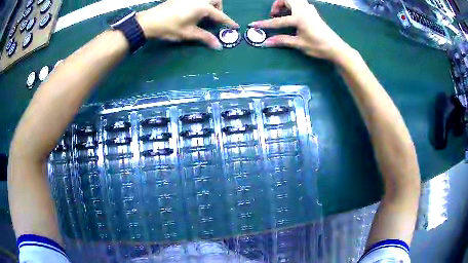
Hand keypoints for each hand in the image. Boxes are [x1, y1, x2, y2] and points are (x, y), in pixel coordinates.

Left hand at [136, 0, 238, 49]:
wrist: (149, 21)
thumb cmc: (170, 28)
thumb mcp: (188, 33)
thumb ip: (205, 37)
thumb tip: (219, 46)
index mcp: (202, 7)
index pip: (220, 15)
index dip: (228, 22)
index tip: (236, 26)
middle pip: (216, 0)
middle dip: (219, 8)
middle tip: (214, 19)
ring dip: (211, 4)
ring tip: (205, 15)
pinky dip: (201, 4)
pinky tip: (194, 11)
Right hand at [250, 0, 351, 60]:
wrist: (336, 47)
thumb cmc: (318, 46)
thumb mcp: (299, 44)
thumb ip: (282, 40)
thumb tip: (266, 42)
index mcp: (299, 17)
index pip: (278, 20)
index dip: (265, 24)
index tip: (254, 25)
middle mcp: (303, 9)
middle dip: (277, 4)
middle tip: (274, 14)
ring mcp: (309, 9)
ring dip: (285, 3)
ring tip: (282, 14)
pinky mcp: (313, 11)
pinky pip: (300, 3)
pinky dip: (292, 6)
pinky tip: (293, 16)